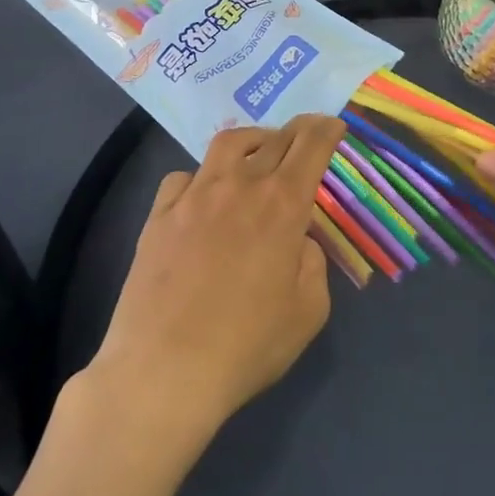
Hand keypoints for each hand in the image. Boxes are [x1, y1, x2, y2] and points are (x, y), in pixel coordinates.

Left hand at [83, 115, 343, 443]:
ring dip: (252, 139)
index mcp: (283, 204)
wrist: (164, 371)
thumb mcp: (308, 312)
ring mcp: (195, 196)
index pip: (311, 147)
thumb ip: (312, 263)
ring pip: (227, 144)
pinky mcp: (159, 215)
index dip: (326, 130)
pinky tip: (203, 196)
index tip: (334, 124)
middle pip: (274, 139)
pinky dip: (201, 177)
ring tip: (257, 150)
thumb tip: (297, 240)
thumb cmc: (246, 346)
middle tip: (307, 131)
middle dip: (297, 130)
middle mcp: (240, 186)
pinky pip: (183, 178)